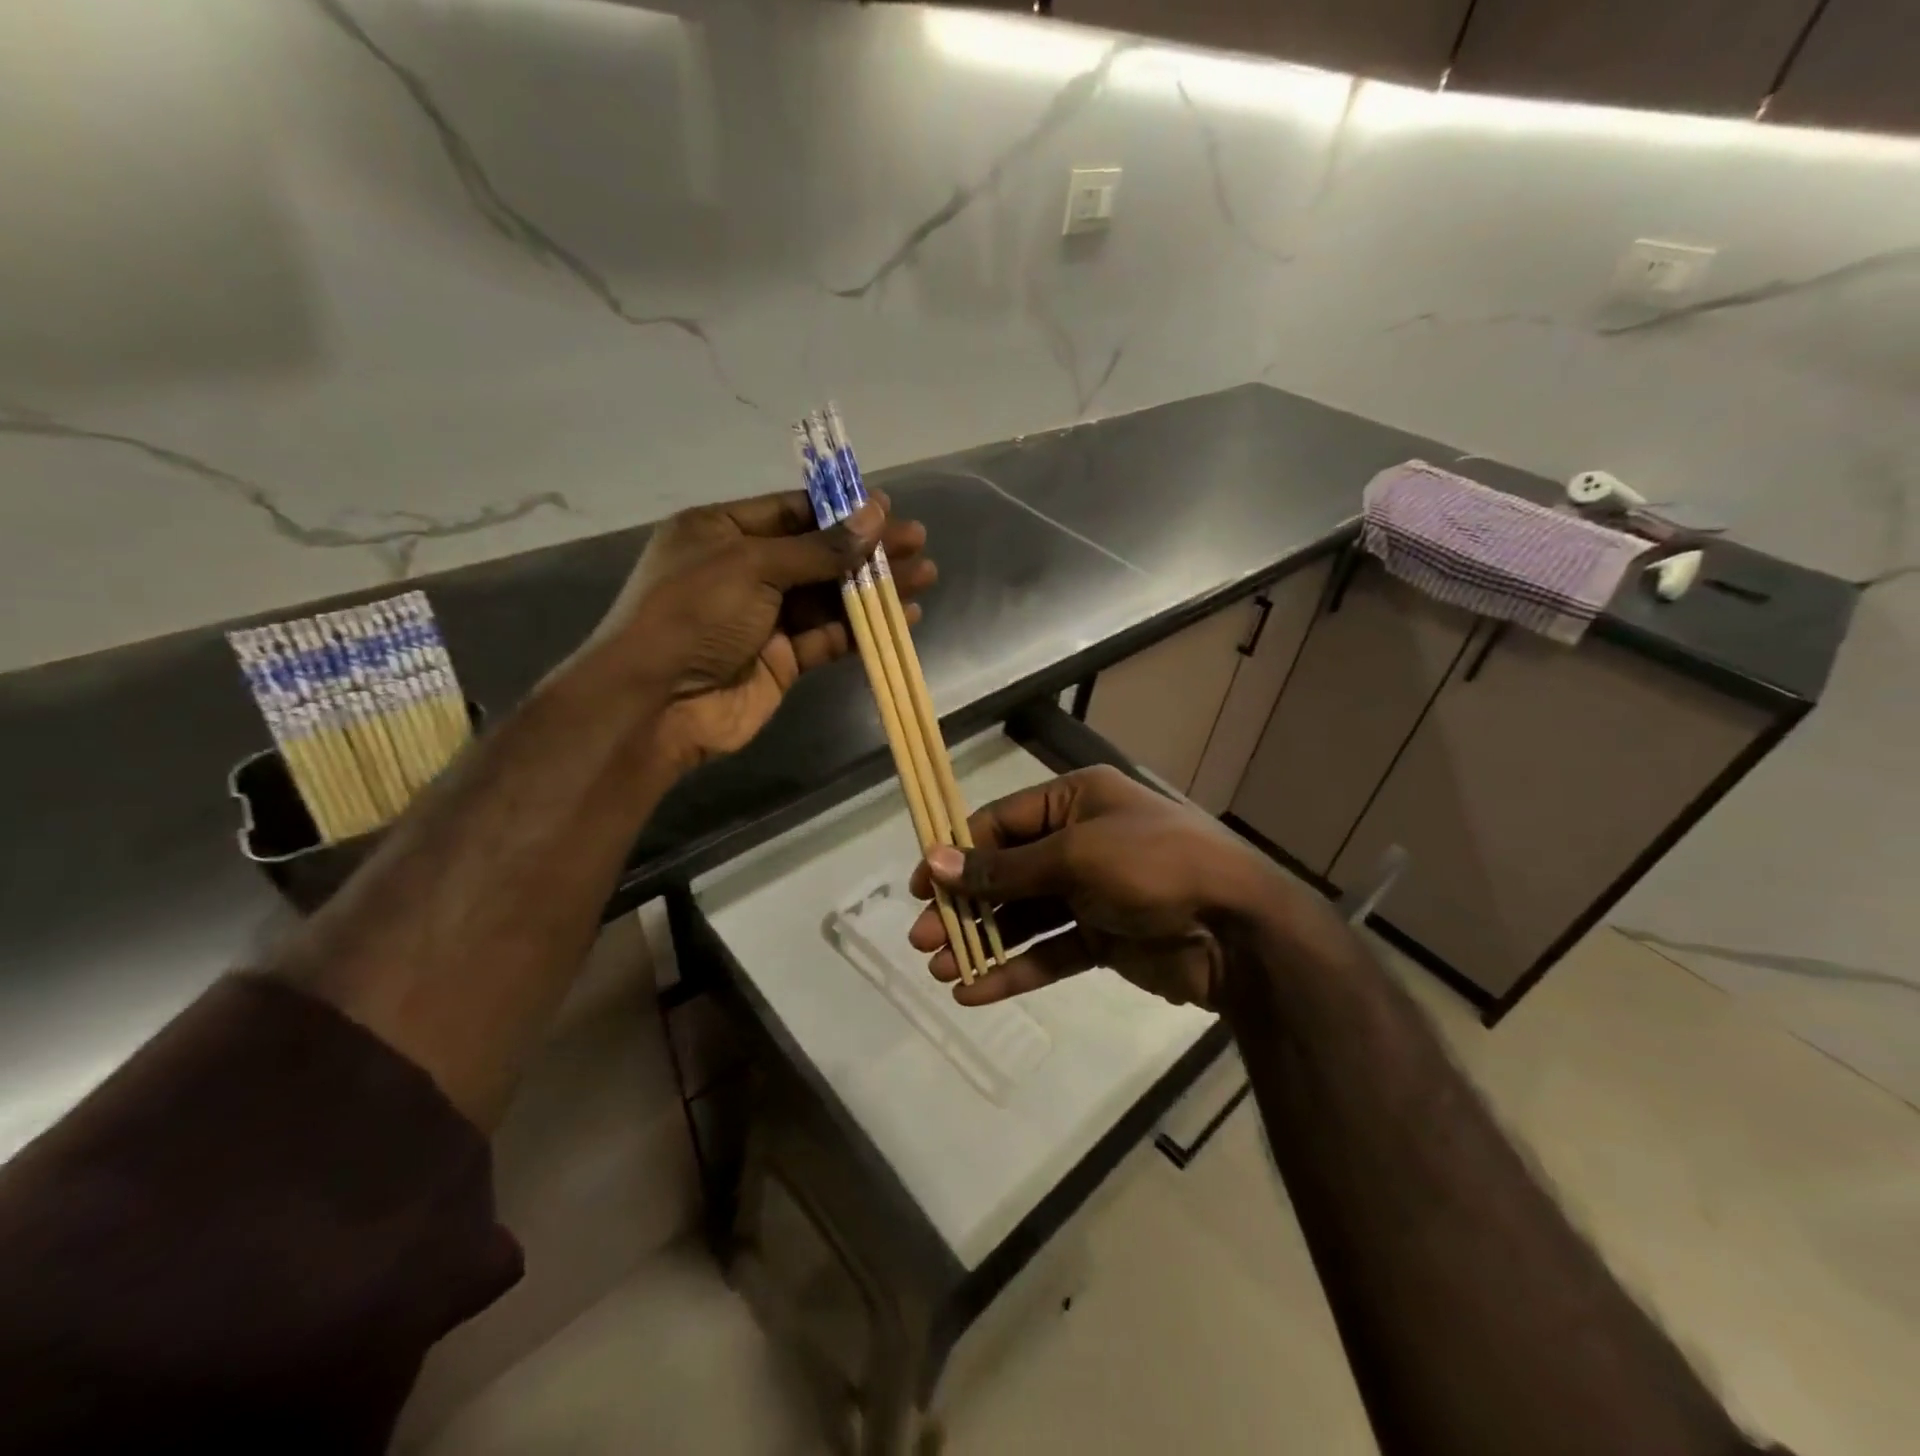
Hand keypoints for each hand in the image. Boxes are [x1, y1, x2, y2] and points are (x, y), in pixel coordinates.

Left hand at [581, 490, 935, 769]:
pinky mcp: (782, 660)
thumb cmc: (694, 614)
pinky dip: (863, 628)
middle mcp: (743, 571)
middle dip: (867, 548)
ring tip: (924, 576)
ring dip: (874, 587)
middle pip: (817, 553)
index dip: (839, 510)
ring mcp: (763, 618)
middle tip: (917, 541)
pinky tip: (902, 617)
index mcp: (721, 532)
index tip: (886, 509)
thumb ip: (819, 548)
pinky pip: (828, 636)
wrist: (657, 704)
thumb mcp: (752, 566)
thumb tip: (876, 514)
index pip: (791, 512)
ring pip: (829, 596)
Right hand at [908, 765, 1314, 1008]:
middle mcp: (1080, 841)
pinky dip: (1015, 969)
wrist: (1241, 930)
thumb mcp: (1075, 856)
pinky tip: (975, 992)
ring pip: (1024, 916)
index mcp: (1076, 801)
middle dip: (965, 905)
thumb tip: (936, 862)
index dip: (958, 853)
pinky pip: (1050, 951)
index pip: (1001, 823)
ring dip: (983, 941)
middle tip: (923, 938)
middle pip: (1007, 873)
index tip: (922, 887)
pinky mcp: (1104, 938)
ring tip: (939, 969)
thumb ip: (1004, 868)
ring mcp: (1092, 893)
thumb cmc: (1155, 866)